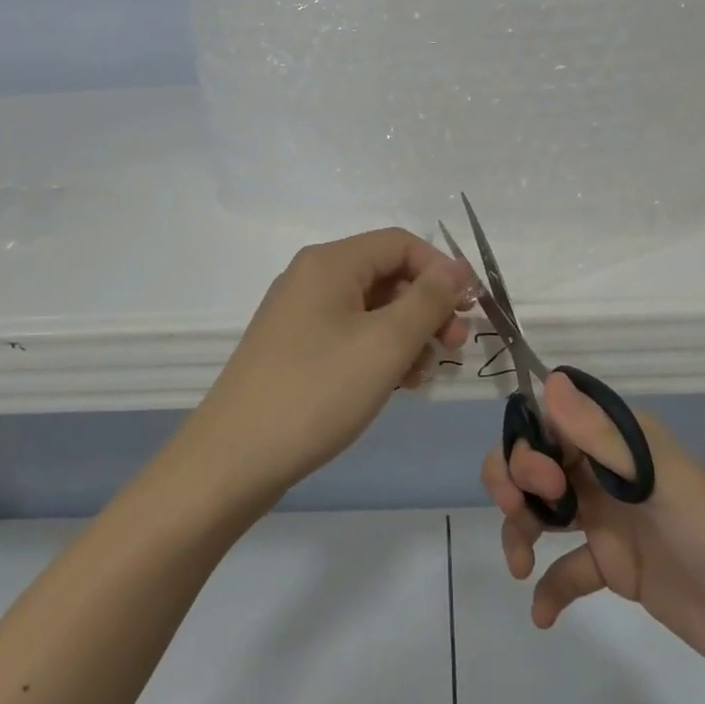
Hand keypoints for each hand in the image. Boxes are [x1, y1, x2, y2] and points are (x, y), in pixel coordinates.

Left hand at [189, 228, 477, 502]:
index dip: (442, 270)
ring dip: (407, 335)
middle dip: (427, 307)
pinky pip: (350, 335)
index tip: (470, 310)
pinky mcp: (295, 348)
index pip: (401, 244)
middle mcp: (312, 278)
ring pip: (372, 309)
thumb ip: (428, 300)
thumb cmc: (316, 392)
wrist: (234, 459)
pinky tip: (395, 384)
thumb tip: (457, 267)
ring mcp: (300, 315)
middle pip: (387, 275)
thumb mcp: (385, 343)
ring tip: (423, 374)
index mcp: (330, 263)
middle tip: (455, 347)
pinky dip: (379, 352)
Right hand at [482, 373, 704, 684]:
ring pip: (542, 511)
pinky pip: (567, 570)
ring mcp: (608, 520)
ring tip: (520, 565)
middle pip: (536, 464)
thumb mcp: (659, 480)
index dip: (527, 444)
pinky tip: (542, 614)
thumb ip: (601, 436)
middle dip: (514, 481)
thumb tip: (549, 380)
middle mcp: (605, 472)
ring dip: (520, 530)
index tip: (540, 480)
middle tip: (517, 512)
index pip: (549, 423)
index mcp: (617, 440)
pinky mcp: (615, 566)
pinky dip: (549, 587)